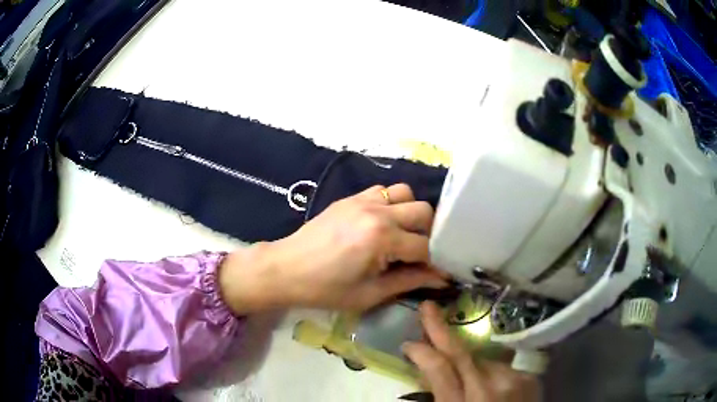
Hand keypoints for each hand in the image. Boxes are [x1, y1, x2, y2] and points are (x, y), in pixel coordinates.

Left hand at [219, 184, 447, 313]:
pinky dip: (393, 204)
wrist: (285, 269)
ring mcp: (363, 200)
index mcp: (383, 238)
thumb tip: (440, 277)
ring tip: (404, 235)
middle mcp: (378, 212)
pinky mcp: (351, 197)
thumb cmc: (325, 289)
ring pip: (406, 194)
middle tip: (422, 254)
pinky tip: (384, 224)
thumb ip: (409, 281)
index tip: (443, 272)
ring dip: (412, 214)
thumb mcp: (370, 293)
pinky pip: (384, 191)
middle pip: (424, 212)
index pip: (426, 247)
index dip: (438, 262)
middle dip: (431, 234)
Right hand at [403, 302, 540, 401]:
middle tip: (427, 308)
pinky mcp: (529, 378)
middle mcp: (490, 388)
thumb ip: (440, 395)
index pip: (439, 369)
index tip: (408, 344)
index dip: (422, 353)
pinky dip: (491, 372)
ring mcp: (514, 380)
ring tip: (466, 376)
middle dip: (441, 331)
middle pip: (462, 354)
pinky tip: (490, 384)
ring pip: (482, 360)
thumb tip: (428, 372)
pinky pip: (502, 368)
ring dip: (469, 362)